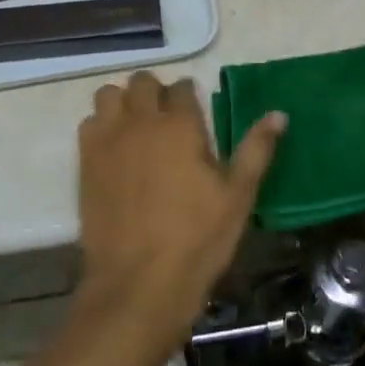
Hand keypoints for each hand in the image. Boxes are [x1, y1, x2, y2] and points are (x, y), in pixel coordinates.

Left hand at [75, 72, 284, 340]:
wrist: (137, 284)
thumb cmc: (196, 240)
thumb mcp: (237, 197)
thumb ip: (256, 150)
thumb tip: (279, 114)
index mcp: (180, 124)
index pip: (182, 87)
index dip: (189, 95)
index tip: (194, 113)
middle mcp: (141, 120)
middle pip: (142, 81)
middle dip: (155, 92)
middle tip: (166, 119)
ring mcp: (108, 138)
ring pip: (109, 94)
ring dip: (123, 102)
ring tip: (136, 128)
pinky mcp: (85, 160)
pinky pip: (88, 122)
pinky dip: (101, 126)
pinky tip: (114, 150)